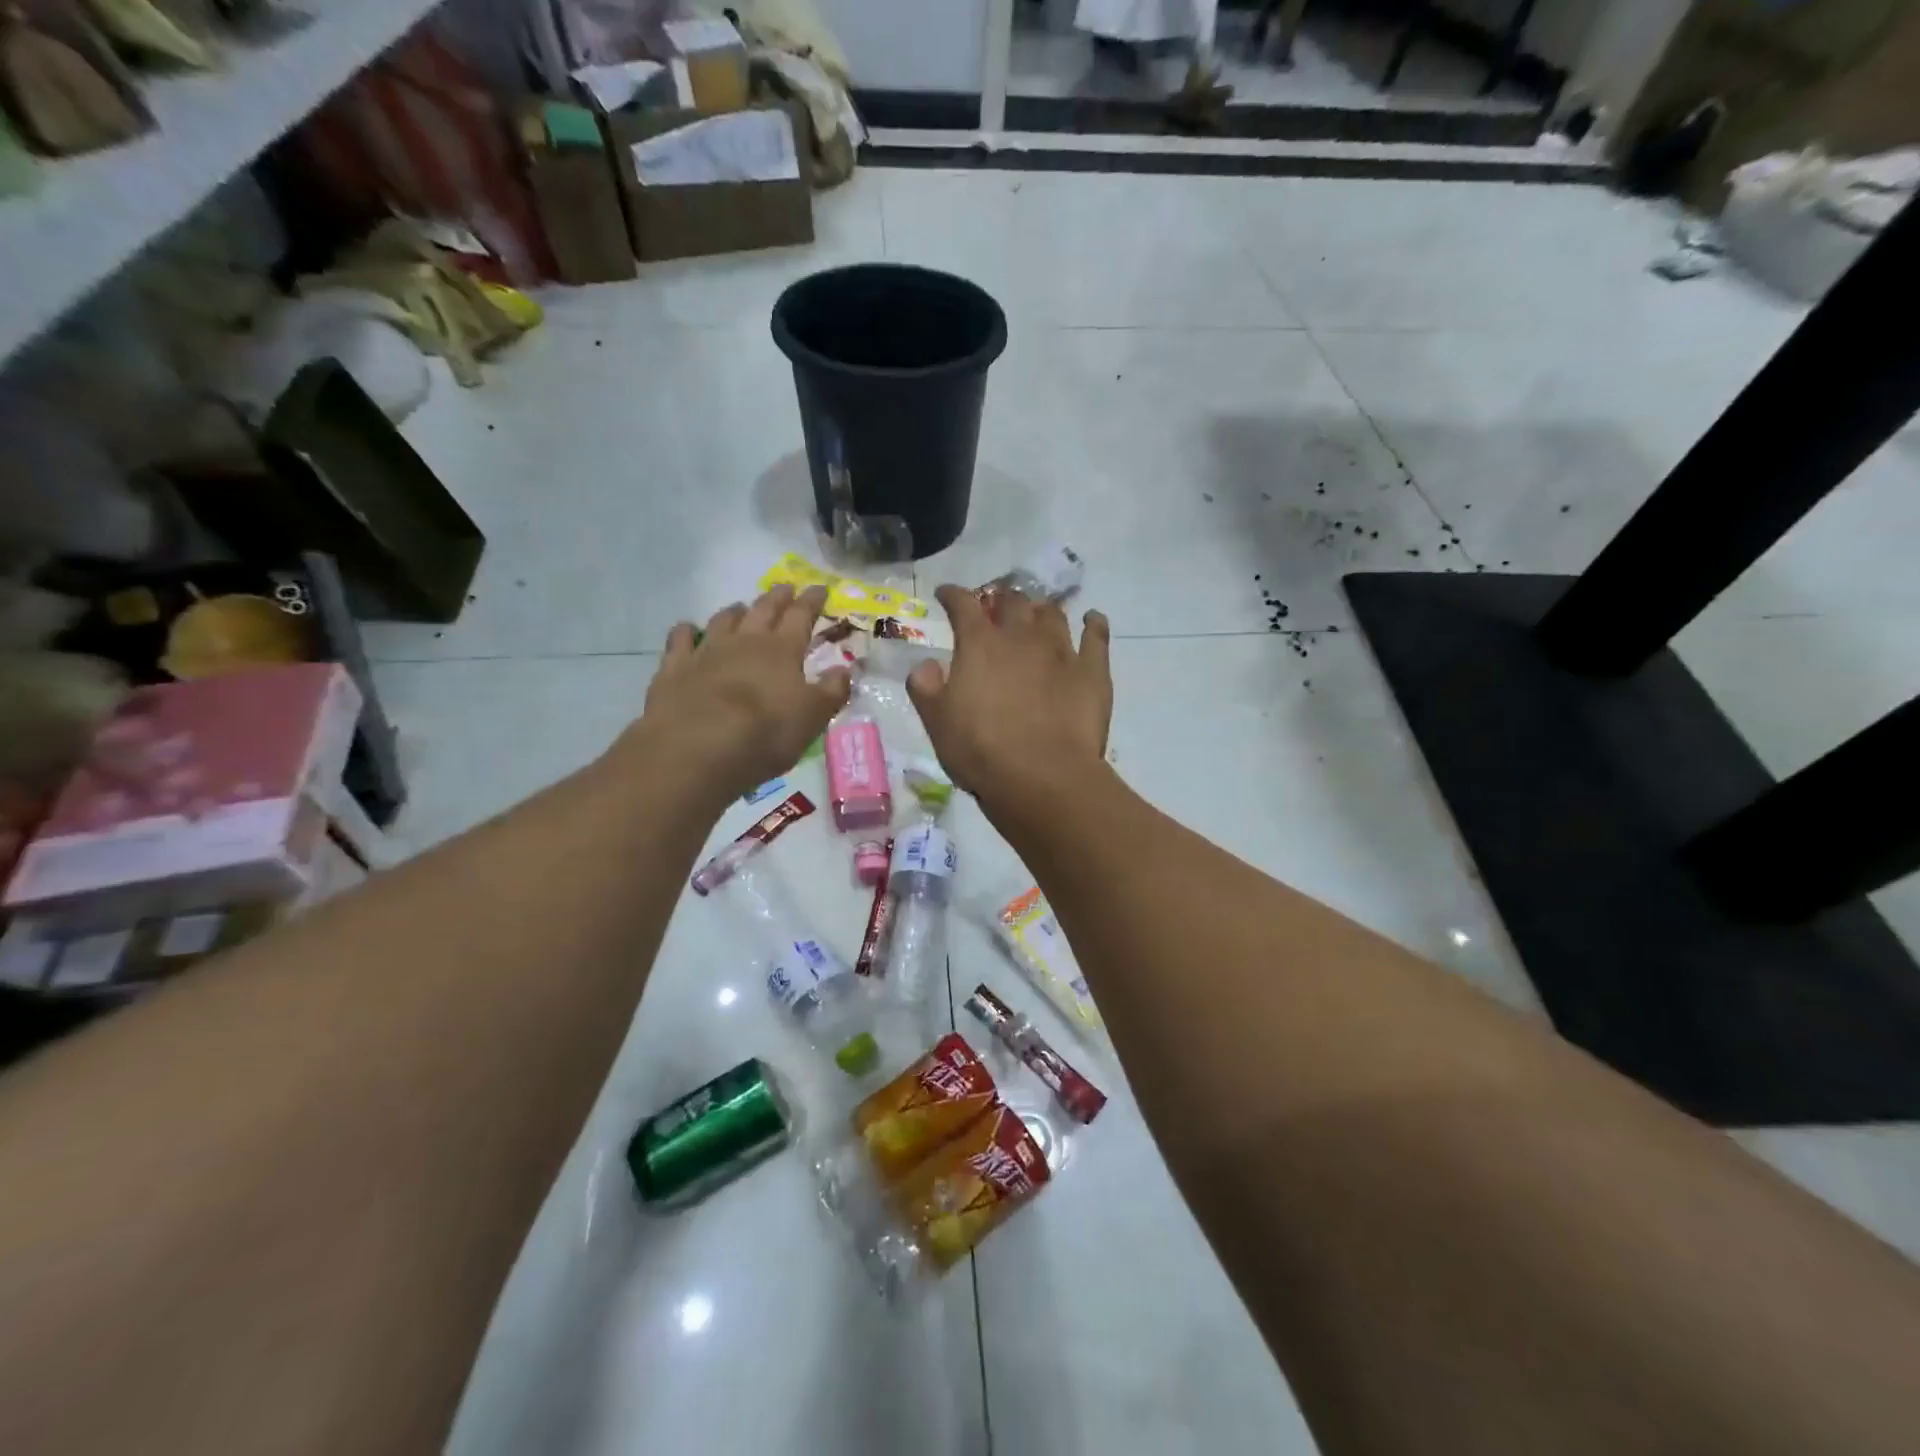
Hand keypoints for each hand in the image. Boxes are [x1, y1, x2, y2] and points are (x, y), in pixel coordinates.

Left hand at [624, 585, 850, 800]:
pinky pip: (680, 640)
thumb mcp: (812, 717)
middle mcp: (745, 641)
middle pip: (763, 610)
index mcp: (782, 650)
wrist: (697, 747)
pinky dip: (686, 631)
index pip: (801, 616)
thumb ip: (831, 691)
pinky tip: (687, 628)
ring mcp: (706, 651)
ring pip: (723, 620)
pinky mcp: (674, 668)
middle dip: (777, 597)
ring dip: (735, 611)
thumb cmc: (765, 733)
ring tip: (741, 607)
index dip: (812, 601)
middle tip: (785, 587)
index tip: (820, 587)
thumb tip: (844, 670)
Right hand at [906, 586, 1111, 808]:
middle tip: (996, 605)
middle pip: (1012, 601)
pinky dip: (1093, 624)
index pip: (963, 605)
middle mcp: (1022, 637)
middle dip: (1001, 598)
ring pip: (1052, 614)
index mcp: (980, 645)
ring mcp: (1061, 651)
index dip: (952, 595)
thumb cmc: (981, 751)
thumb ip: (926, 687)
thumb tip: (927, 665)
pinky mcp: (1093, 672)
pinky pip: (1096, 636)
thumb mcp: (937, 722)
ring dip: (1041, 609)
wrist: (1043, 777)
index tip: (946, 594)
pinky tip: (1092, 620)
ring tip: (1037, 613)